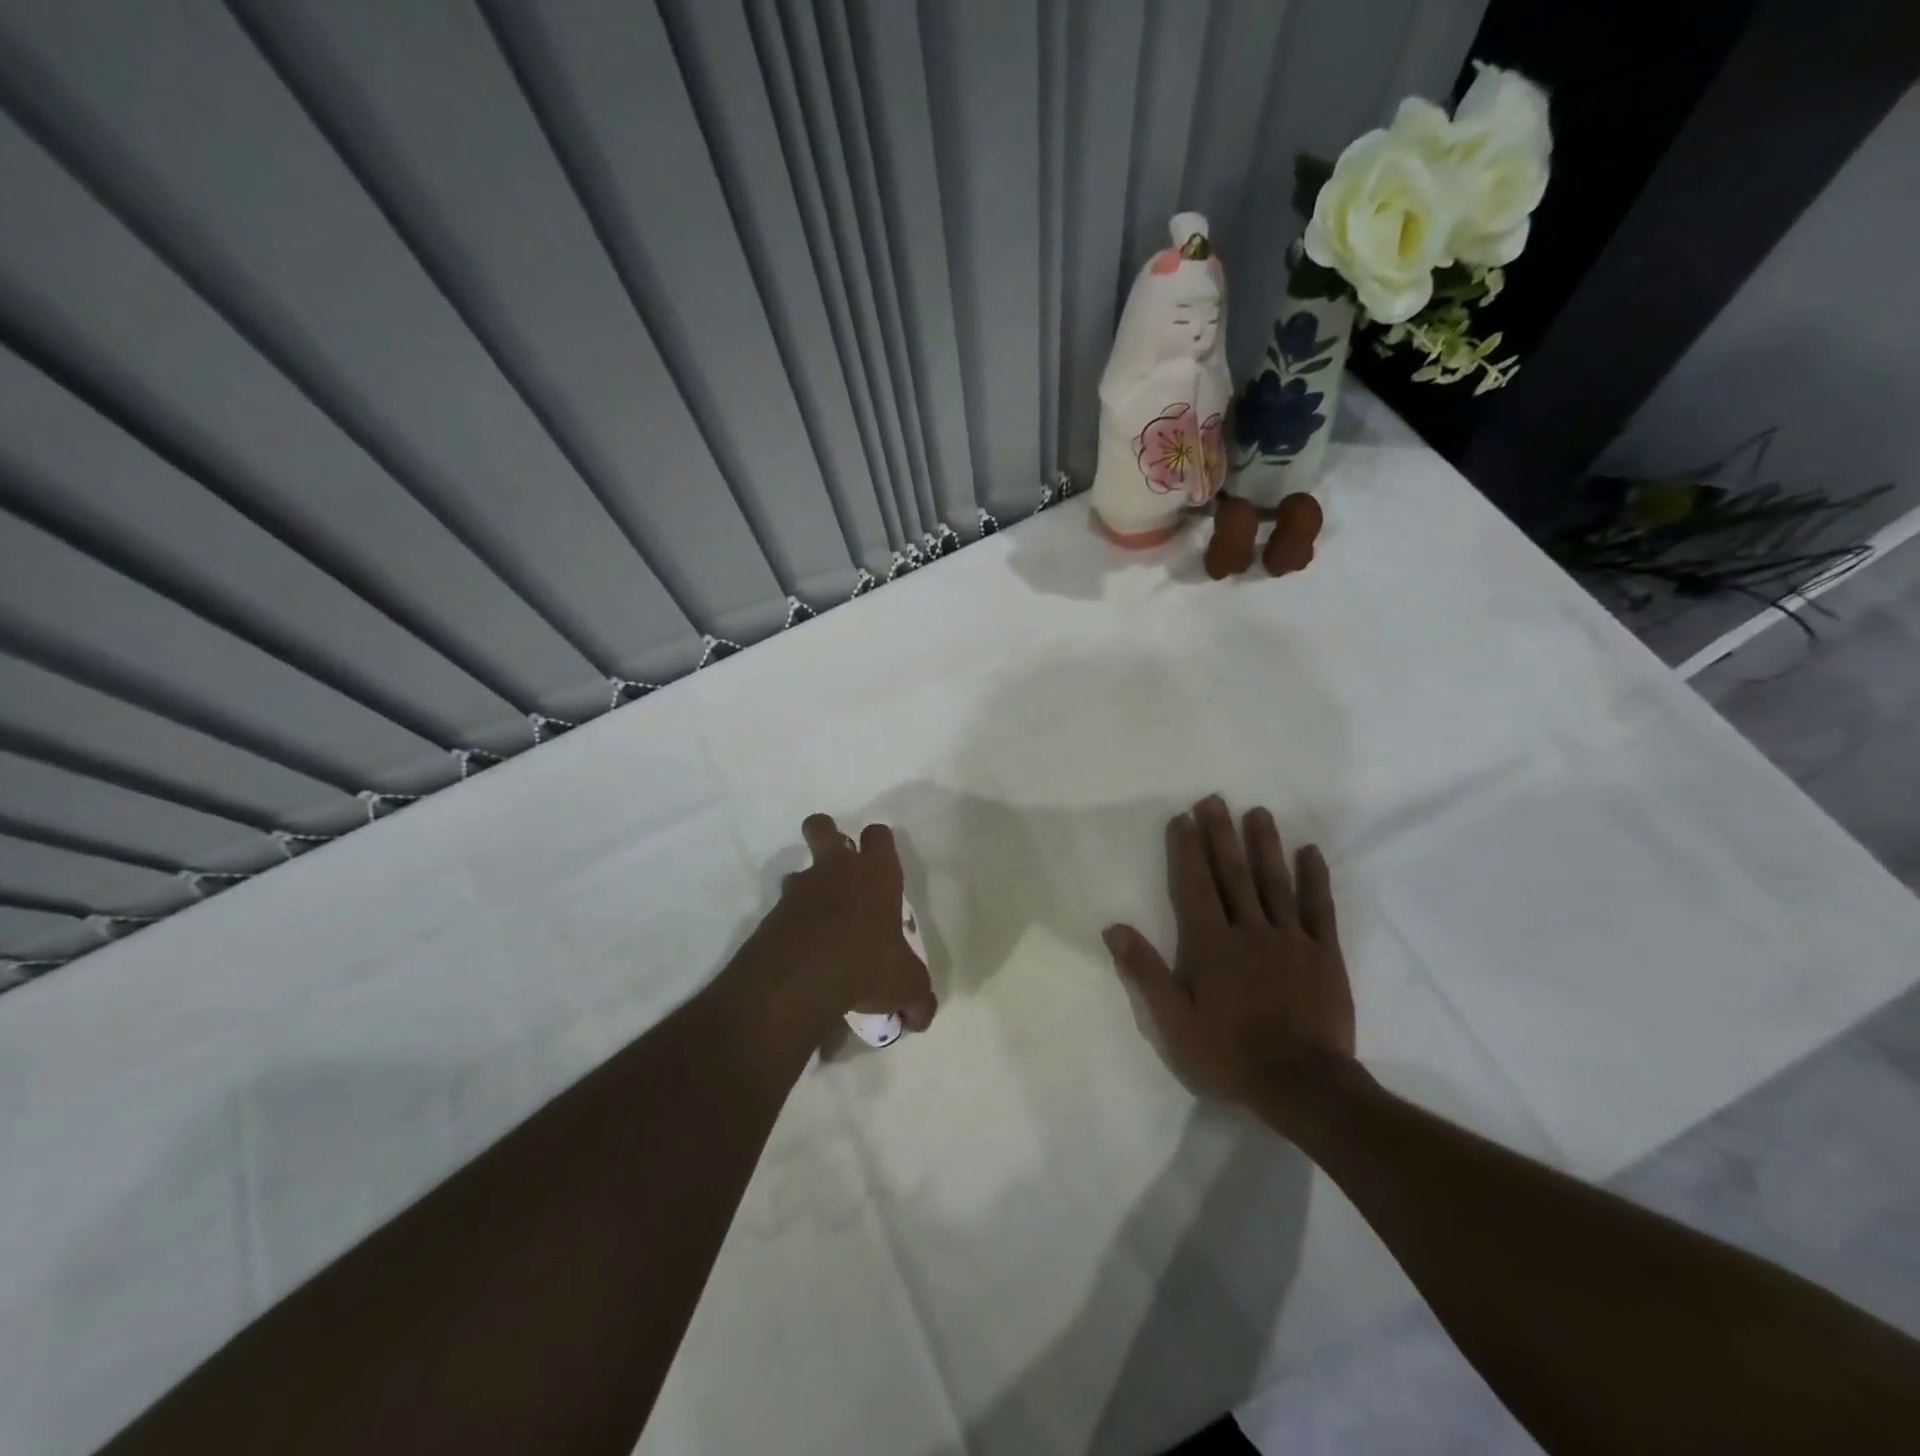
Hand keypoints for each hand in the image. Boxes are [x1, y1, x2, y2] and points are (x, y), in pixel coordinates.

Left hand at [753, 813, 936, 1035]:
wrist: (801, 978)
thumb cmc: (867, 965)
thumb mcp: (906, 986)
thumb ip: (917, 999)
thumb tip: (921, 1017)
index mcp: (876, 874)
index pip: (879, 835)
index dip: (879, 844)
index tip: (881, 865)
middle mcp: (836, 870)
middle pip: (822, 826)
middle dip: (826, 834)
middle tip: (836, 863)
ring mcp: (799, 889)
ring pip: (798, 869)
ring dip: (806, 886)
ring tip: (818, 920)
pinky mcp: (772, 914)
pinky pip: (782, 910)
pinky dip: (790, 924)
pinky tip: (802, 952)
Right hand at [1104, 796, 1353, 1128]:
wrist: (1304, 1086)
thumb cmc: (1230, 1056)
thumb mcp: (1174, 1023)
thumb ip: (1145, 972)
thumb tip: (1115, 928)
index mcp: (1211, 945)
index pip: (1195, 886)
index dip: (1187, 850)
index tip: (1183, 818)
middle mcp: (1250, 931)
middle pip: (1233, 874)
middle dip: (1221, 835)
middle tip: (1215, 800)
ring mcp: (1291, 939)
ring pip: (1275, 882)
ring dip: (1264, 845)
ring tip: (1258, 812)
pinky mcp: (1324, 954)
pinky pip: (1319, 908)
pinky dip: (1314, 878)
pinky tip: (1309, 852)